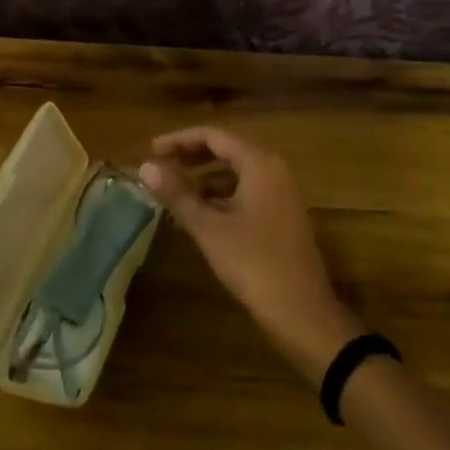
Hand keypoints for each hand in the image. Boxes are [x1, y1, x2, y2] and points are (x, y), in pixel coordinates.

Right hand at [140, 127, 361, 380]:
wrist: (303, 313)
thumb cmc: (254, 264)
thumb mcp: (209, 228)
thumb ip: (178, 194)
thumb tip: (145, 166)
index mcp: (260, 164)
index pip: (214, 136)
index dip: (179, 139)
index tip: (151, 150)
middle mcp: (274, 170)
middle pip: (227, 149)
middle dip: (191, 155)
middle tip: (160, 164)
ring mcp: (282, 193)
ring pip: (237, 171)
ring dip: (205, 176)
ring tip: (174, 188)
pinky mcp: (283, 215)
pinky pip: (247, 190)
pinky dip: (221, 194)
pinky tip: (200, 213)